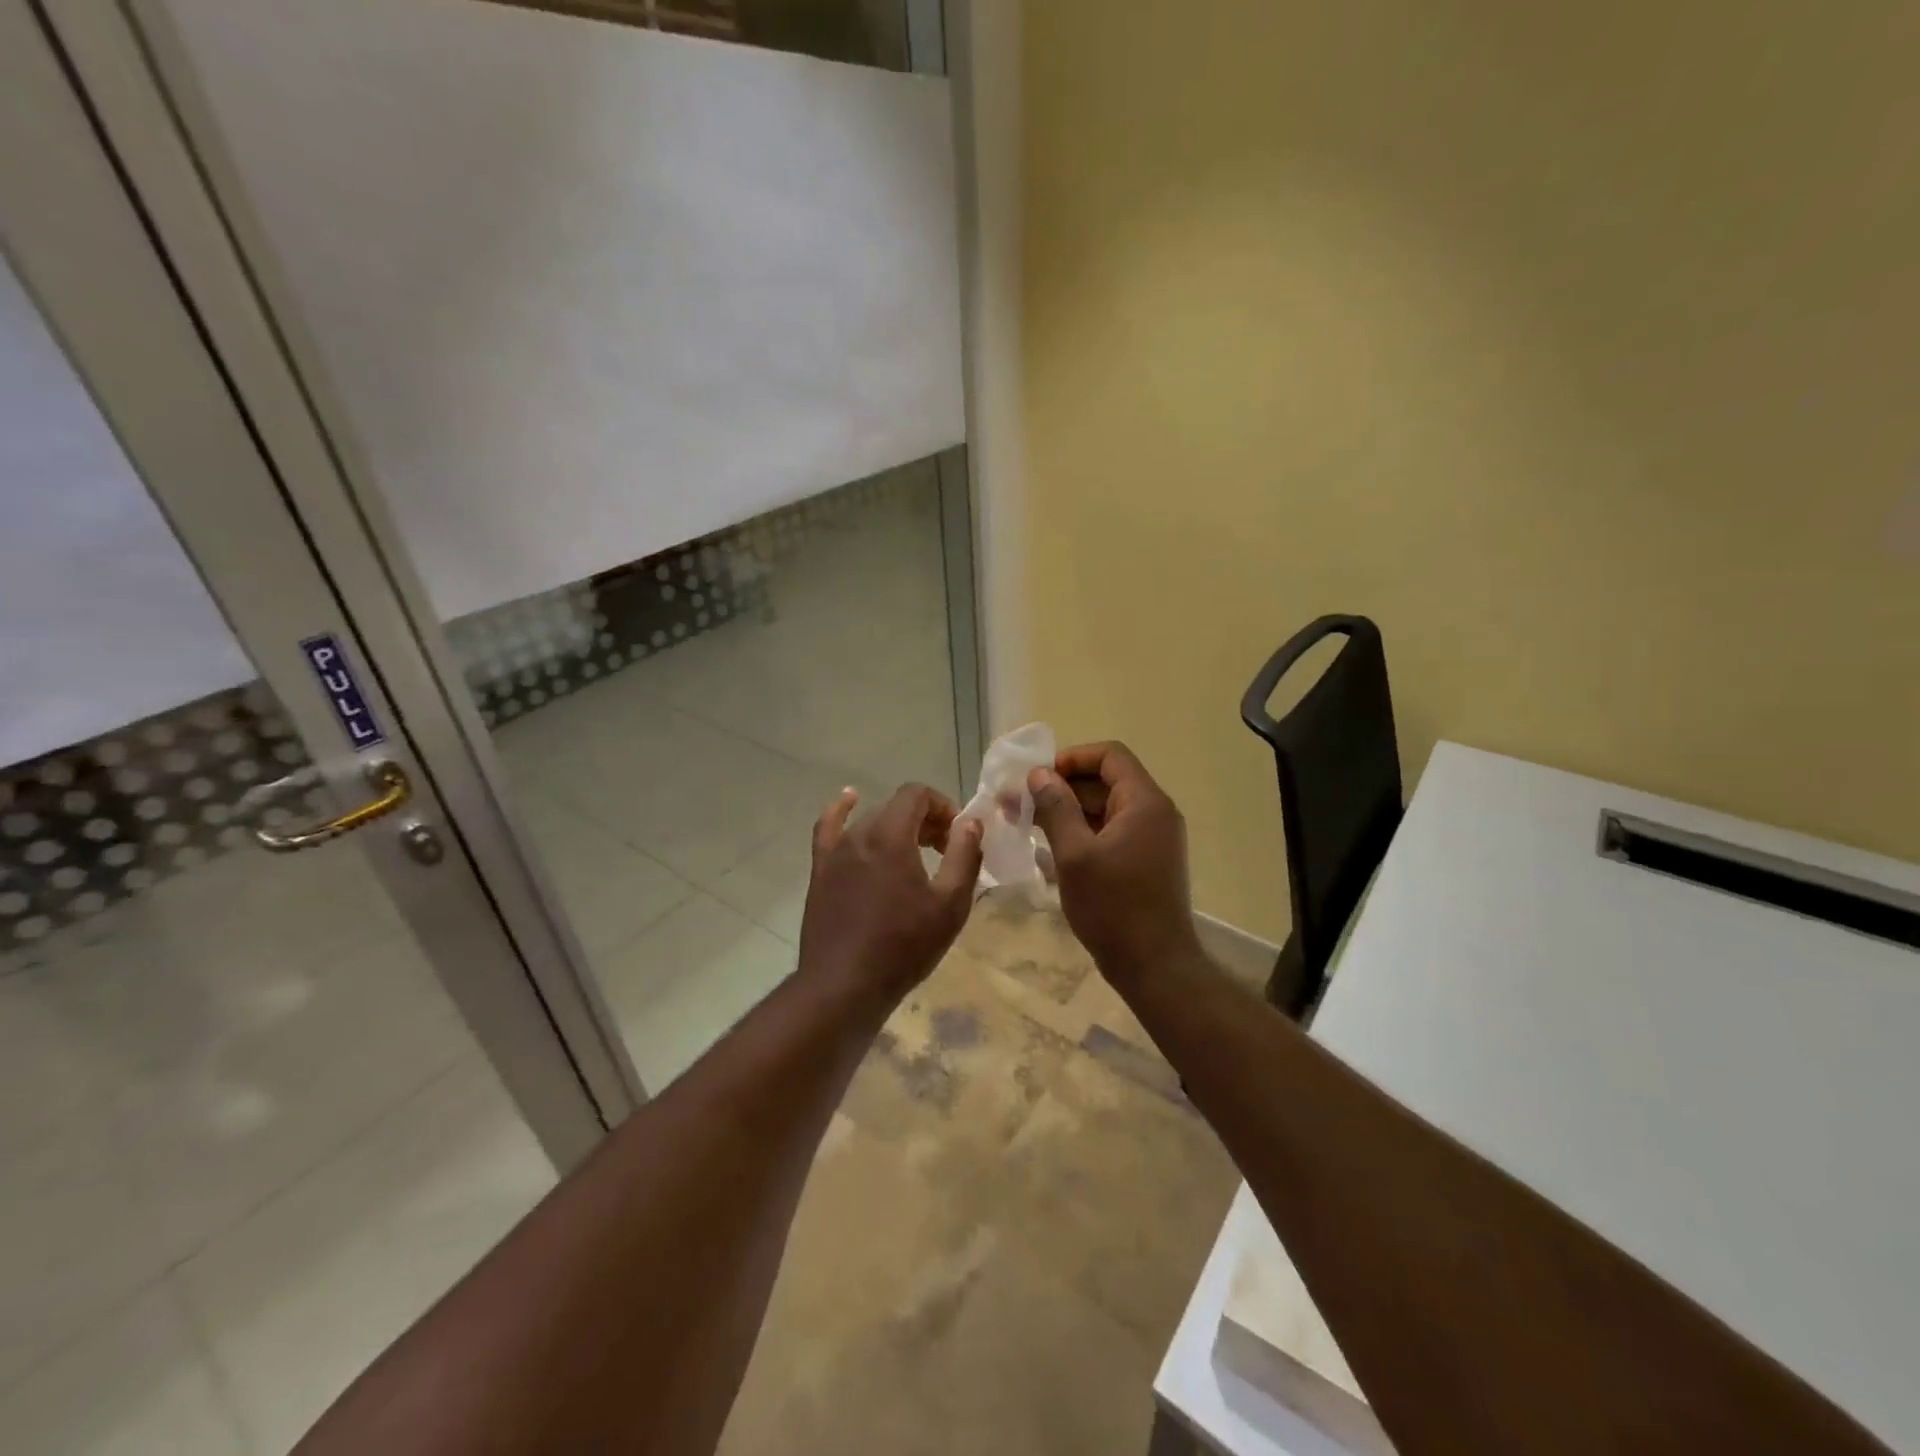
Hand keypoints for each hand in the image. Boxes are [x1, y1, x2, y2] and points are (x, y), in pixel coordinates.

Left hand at [798, 783, 983, 1007]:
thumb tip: (970, 823)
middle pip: (896, 808)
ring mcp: (835, 852)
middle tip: (943, 852)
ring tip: (914, 854)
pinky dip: (840, 810)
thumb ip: (964, 856)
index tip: (956, 836)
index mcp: (891, 836)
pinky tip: (848, 800)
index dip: (942, 806)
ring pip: (870, 821)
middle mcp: (859, 834)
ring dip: (896, 828)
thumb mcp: (950, 904)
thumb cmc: (904, 946)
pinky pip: (828, 828)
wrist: (844, 985)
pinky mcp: (820, 870)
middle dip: (924, 821)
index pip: (917, 794)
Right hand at [1028, 742, 1201, 982]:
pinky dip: (1082, 831)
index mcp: (1144, 802)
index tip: (1037, 777)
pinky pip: (1112, 831)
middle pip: (1107, 780)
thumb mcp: (1075, 855)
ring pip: (1106, 807)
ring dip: (1068, 809)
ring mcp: (1153, 838)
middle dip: (1062, 786)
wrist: (1155, 966)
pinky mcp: (1146, 860)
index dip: (1071, 758)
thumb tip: (1039, 774)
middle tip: (1021, 802)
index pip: (1110, 755)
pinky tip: (1050, 846)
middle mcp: (1155, 812)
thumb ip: (1056, 808)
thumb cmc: (1113, 907)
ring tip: (1027, 822)